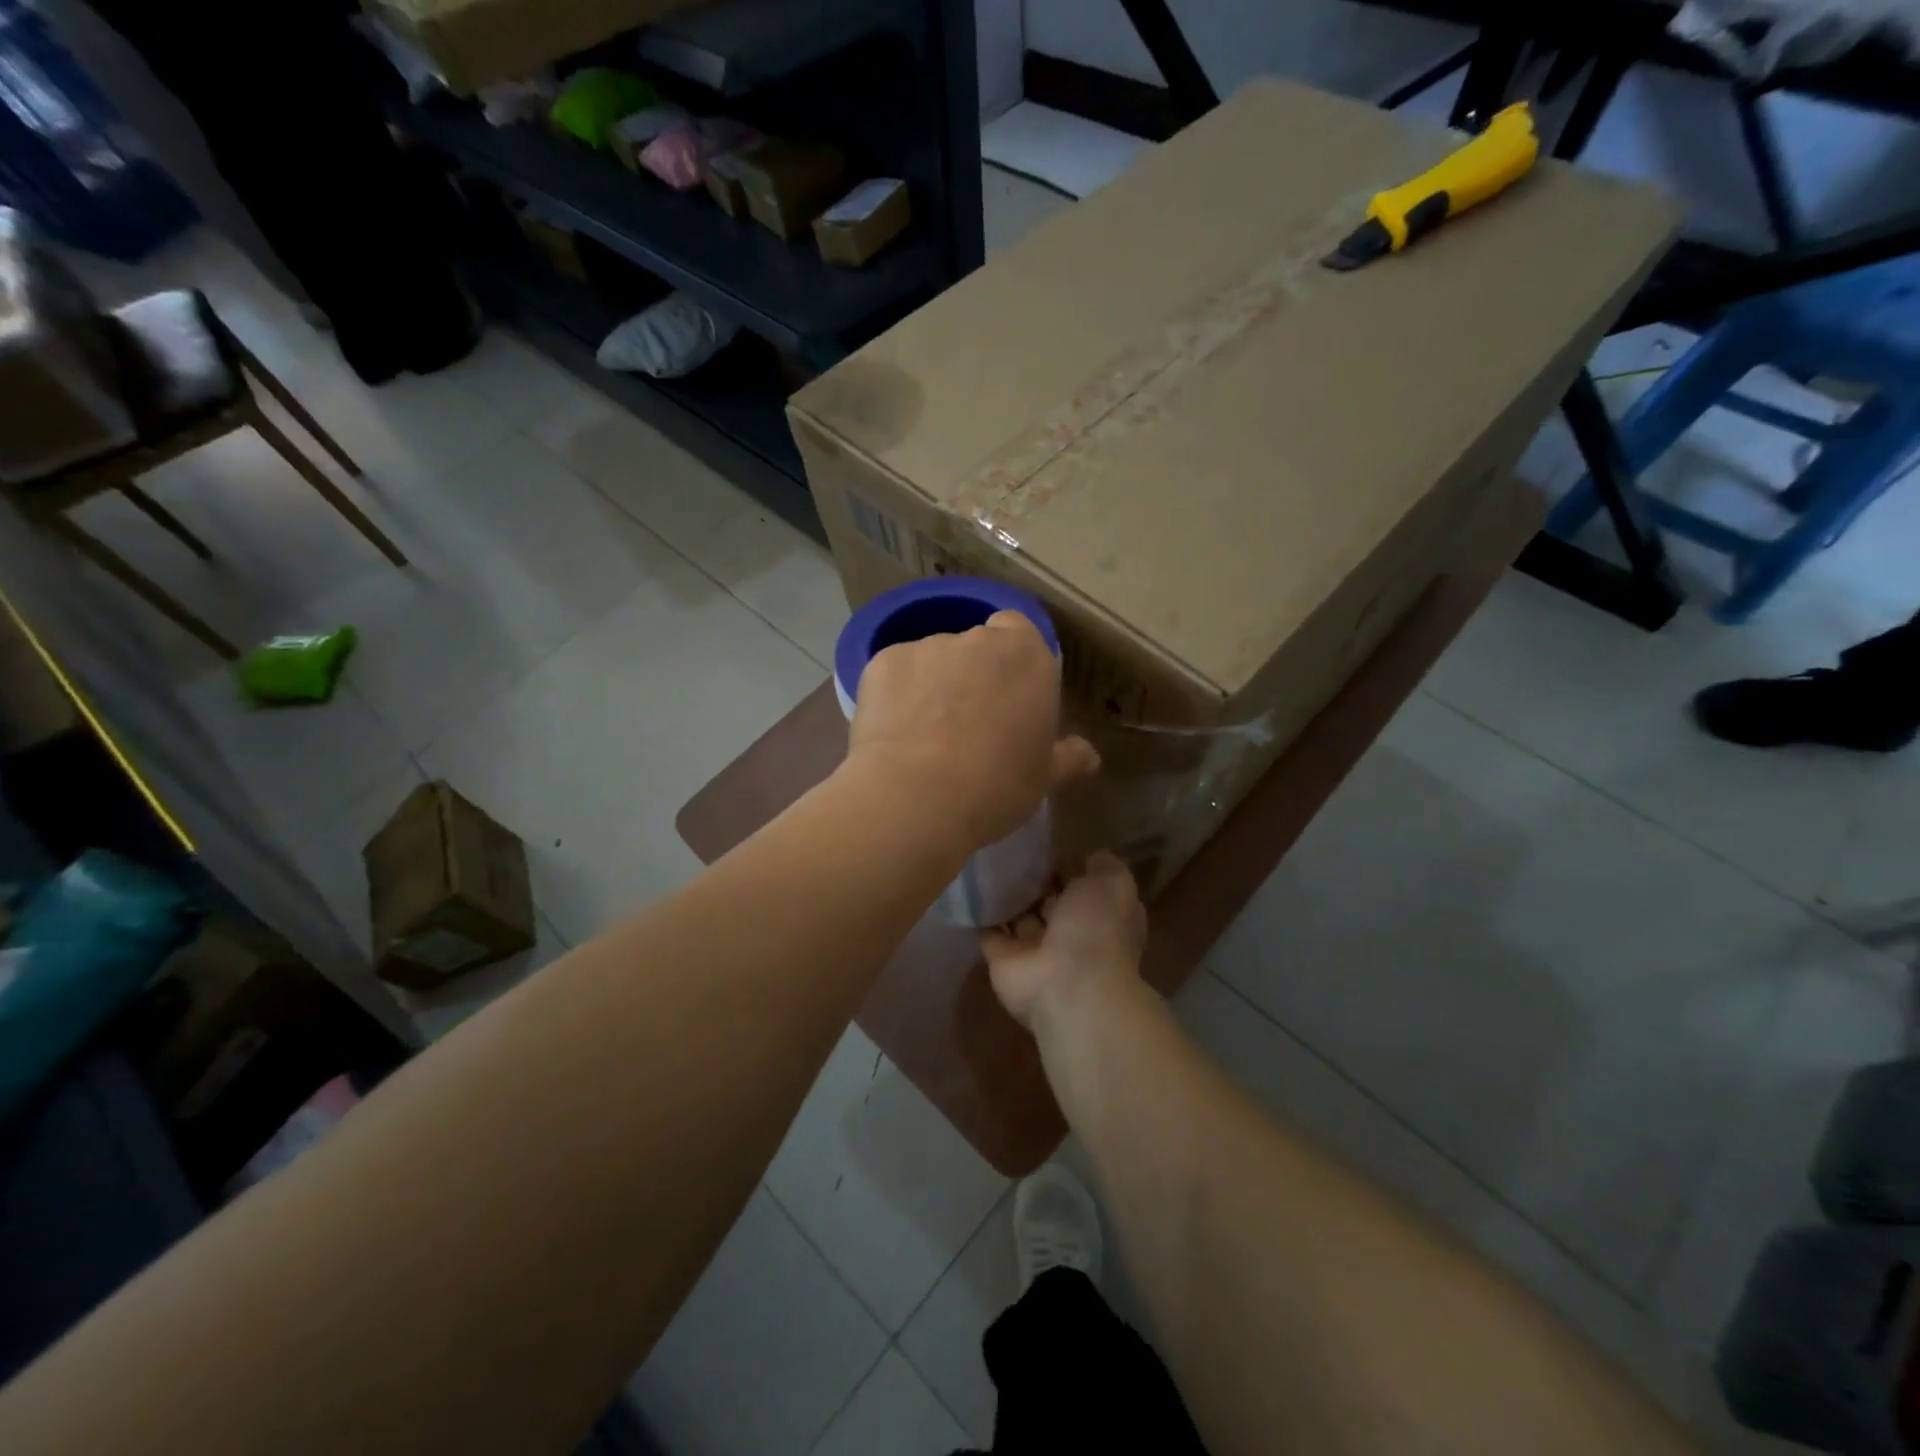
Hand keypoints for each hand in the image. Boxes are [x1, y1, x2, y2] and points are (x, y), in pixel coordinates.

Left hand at [847, 609, 1097, 850]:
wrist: (915, 797)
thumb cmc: (996, 787)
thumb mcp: (1043, 779)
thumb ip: (1067, 758)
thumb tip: (1089, 755)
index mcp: (1027, 656)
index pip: (1020, 632)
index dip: (1012, 662)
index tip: (1007, 698)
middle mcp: (978, 639)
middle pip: (976, 646)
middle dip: (972, 674)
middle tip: (967, 723)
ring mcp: (926, 646)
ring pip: (933, 659)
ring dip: (932, 684)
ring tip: (923, 735)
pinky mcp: (881, 661)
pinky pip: (895, 673)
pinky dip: (895, 695)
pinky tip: (893, 734)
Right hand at [982, 852, 1145, 1034]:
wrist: (1067, 985)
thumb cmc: (1096, 930)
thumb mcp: (1112, 885)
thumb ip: (1105, 868)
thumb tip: (1093, 858)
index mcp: (1100, 917)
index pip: (1086, 888)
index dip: (1071, 868)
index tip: (1049, 844)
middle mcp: (1069, 934)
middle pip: (1050, 901)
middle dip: (1035, 879)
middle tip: (1010, 846)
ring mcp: (1035, 949)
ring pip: (1019, 915)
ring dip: (1006, 894)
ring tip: (985, 859)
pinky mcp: (1002, 960)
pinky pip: (988, 932)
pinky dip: (979, 914)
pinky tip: (967, 886)